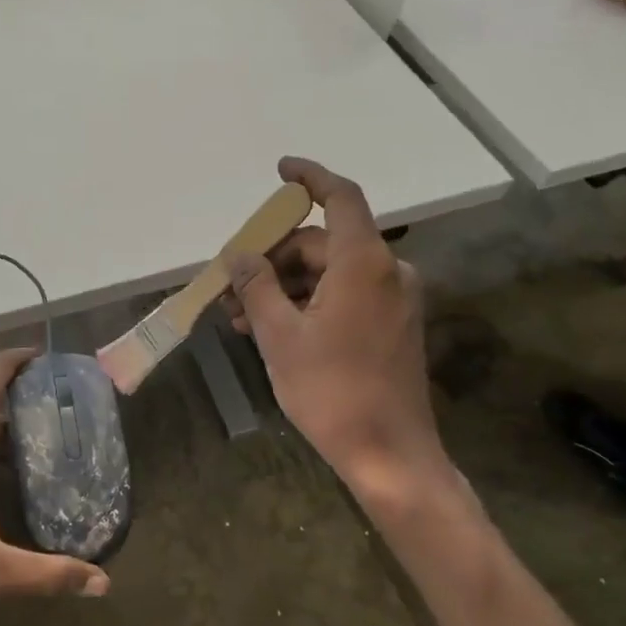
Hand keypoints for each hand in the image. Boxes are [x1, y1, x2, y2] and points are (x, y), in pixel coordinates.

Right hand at [225, 158, 456, 507]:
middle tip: (232, 285)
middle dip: (274, 258)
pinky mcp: (392, 325)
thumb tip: (240, 255)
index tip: (280, 170)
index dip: (310, 177)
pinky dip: (308, 303)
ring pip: (329, 273)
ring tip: (241, 317)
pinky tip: (271, 329)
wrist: (389, 454)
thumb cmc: (331, 390)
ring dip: (284, 286)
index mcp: (364, 264)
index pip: (340, 198)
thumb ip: (256, 285)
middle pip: (322, 243)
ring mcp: (393, 300)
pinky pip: (344, 295)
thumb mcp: (279, 335)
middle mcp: (387, 272)